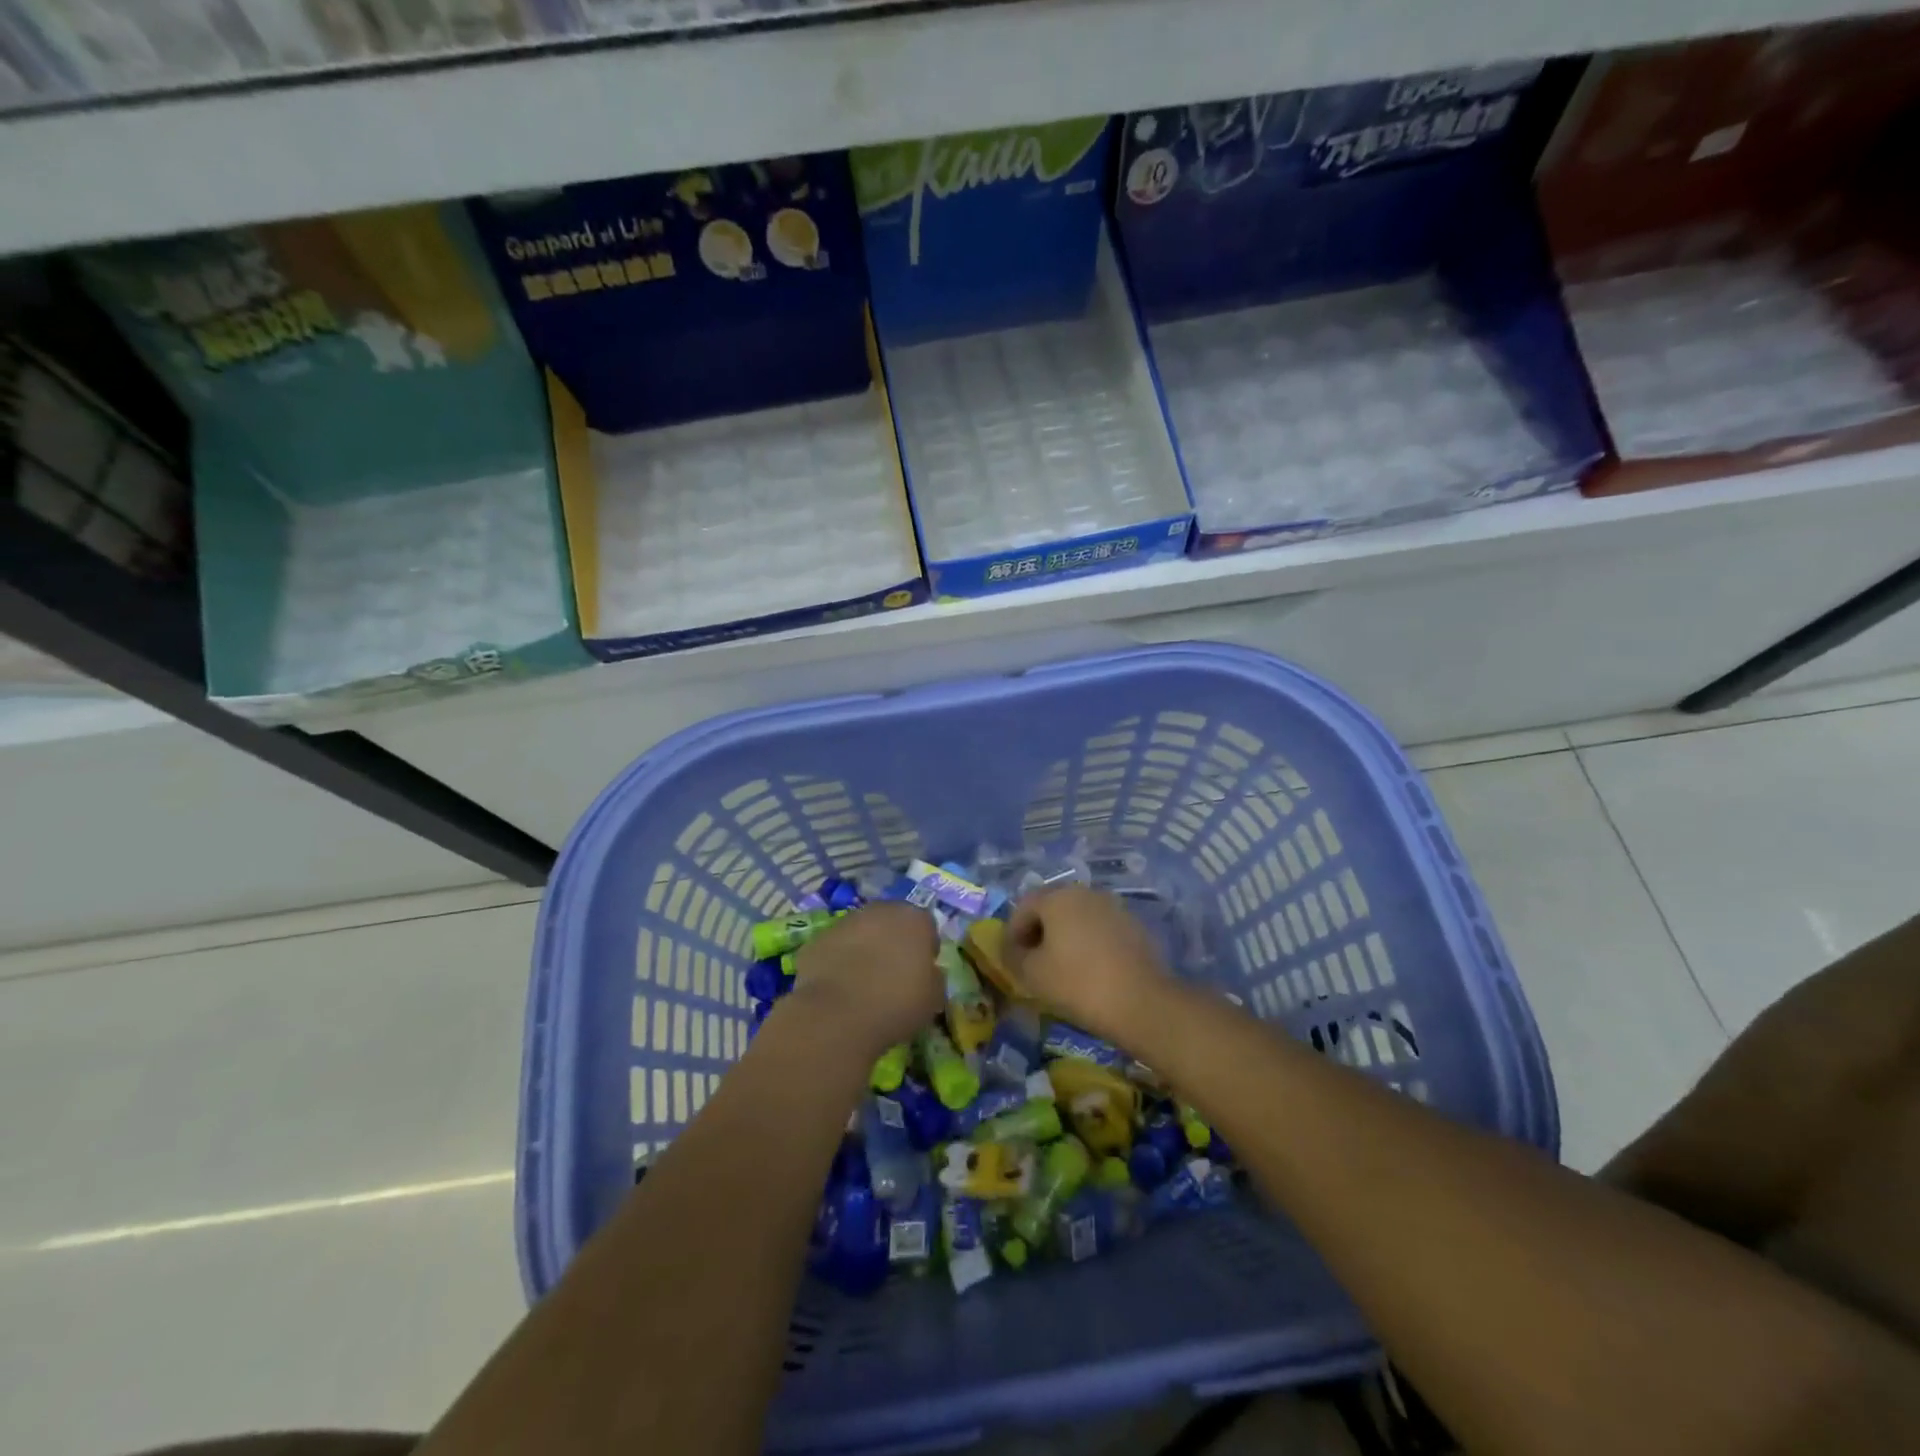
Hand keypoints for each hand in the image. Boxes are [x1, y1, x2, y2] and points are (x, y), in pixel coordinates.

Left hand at [788, 902, 942, 1057]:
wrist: (836, 1015)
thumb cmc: (895, 1004)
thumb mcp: (933, 999)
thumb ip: (934, 977)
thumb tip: (928, 972)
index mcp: (914, 919)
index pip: (927, 926)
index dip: (925, 949)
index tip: (921, 972)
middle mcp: (880, 910)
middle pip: (892, 922)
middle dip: (893, 942)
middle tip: (892, 974)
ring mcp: (845, 921)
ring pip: (861, 932)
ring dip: (864, 949)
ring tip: (863, 984)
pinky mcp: (817, 938)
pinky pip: (836, 947)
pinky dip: (839, 961)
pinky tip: (839, 988)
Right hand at [1005, 887, 1177, 1047]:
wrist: (1141, 1002)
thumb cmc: (1077, 983)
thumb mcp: (1032, 974)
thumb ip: (1012, 955)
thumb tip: (1010, 948)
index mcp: (1057, 897)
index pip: (1023, 906)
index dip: (1012, 932)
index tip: (1010, 959)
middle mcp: (1086, 893)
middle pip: (1051, 907)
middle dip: (1038, 932)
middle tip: (1033, 963)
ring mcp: (1114, 907)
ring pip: (1078, 918)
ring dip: (1064, 937)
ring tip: (1061, 968)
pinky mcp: (1134, 926)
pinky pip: (1100, 930)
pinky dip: (1088, 944)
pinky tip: (1089, 970)